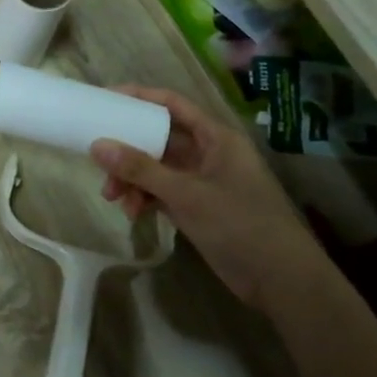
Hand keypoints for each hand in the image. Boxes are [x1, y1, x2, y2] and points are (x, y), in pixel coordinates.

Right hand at [91, 85, 314, 307]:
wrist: (280, 279)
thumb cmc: (240, 224)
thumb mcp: (186, 194)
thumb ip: (141, 170)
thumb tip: (97, 146)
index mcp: (216, 137)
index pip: (173, 104)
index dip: (140, 98)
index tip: (105, 99)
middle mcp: (208, 153)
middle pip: (159, 138)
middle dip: (128, 149)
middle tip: (99, 162)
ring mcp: (202, 182)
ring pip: (157, 168)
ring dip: (132, 179)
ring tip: (114, 198)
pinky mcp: (197, 207)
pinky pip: (162, 192)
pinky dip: (145, 198)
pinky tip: (133, 213)